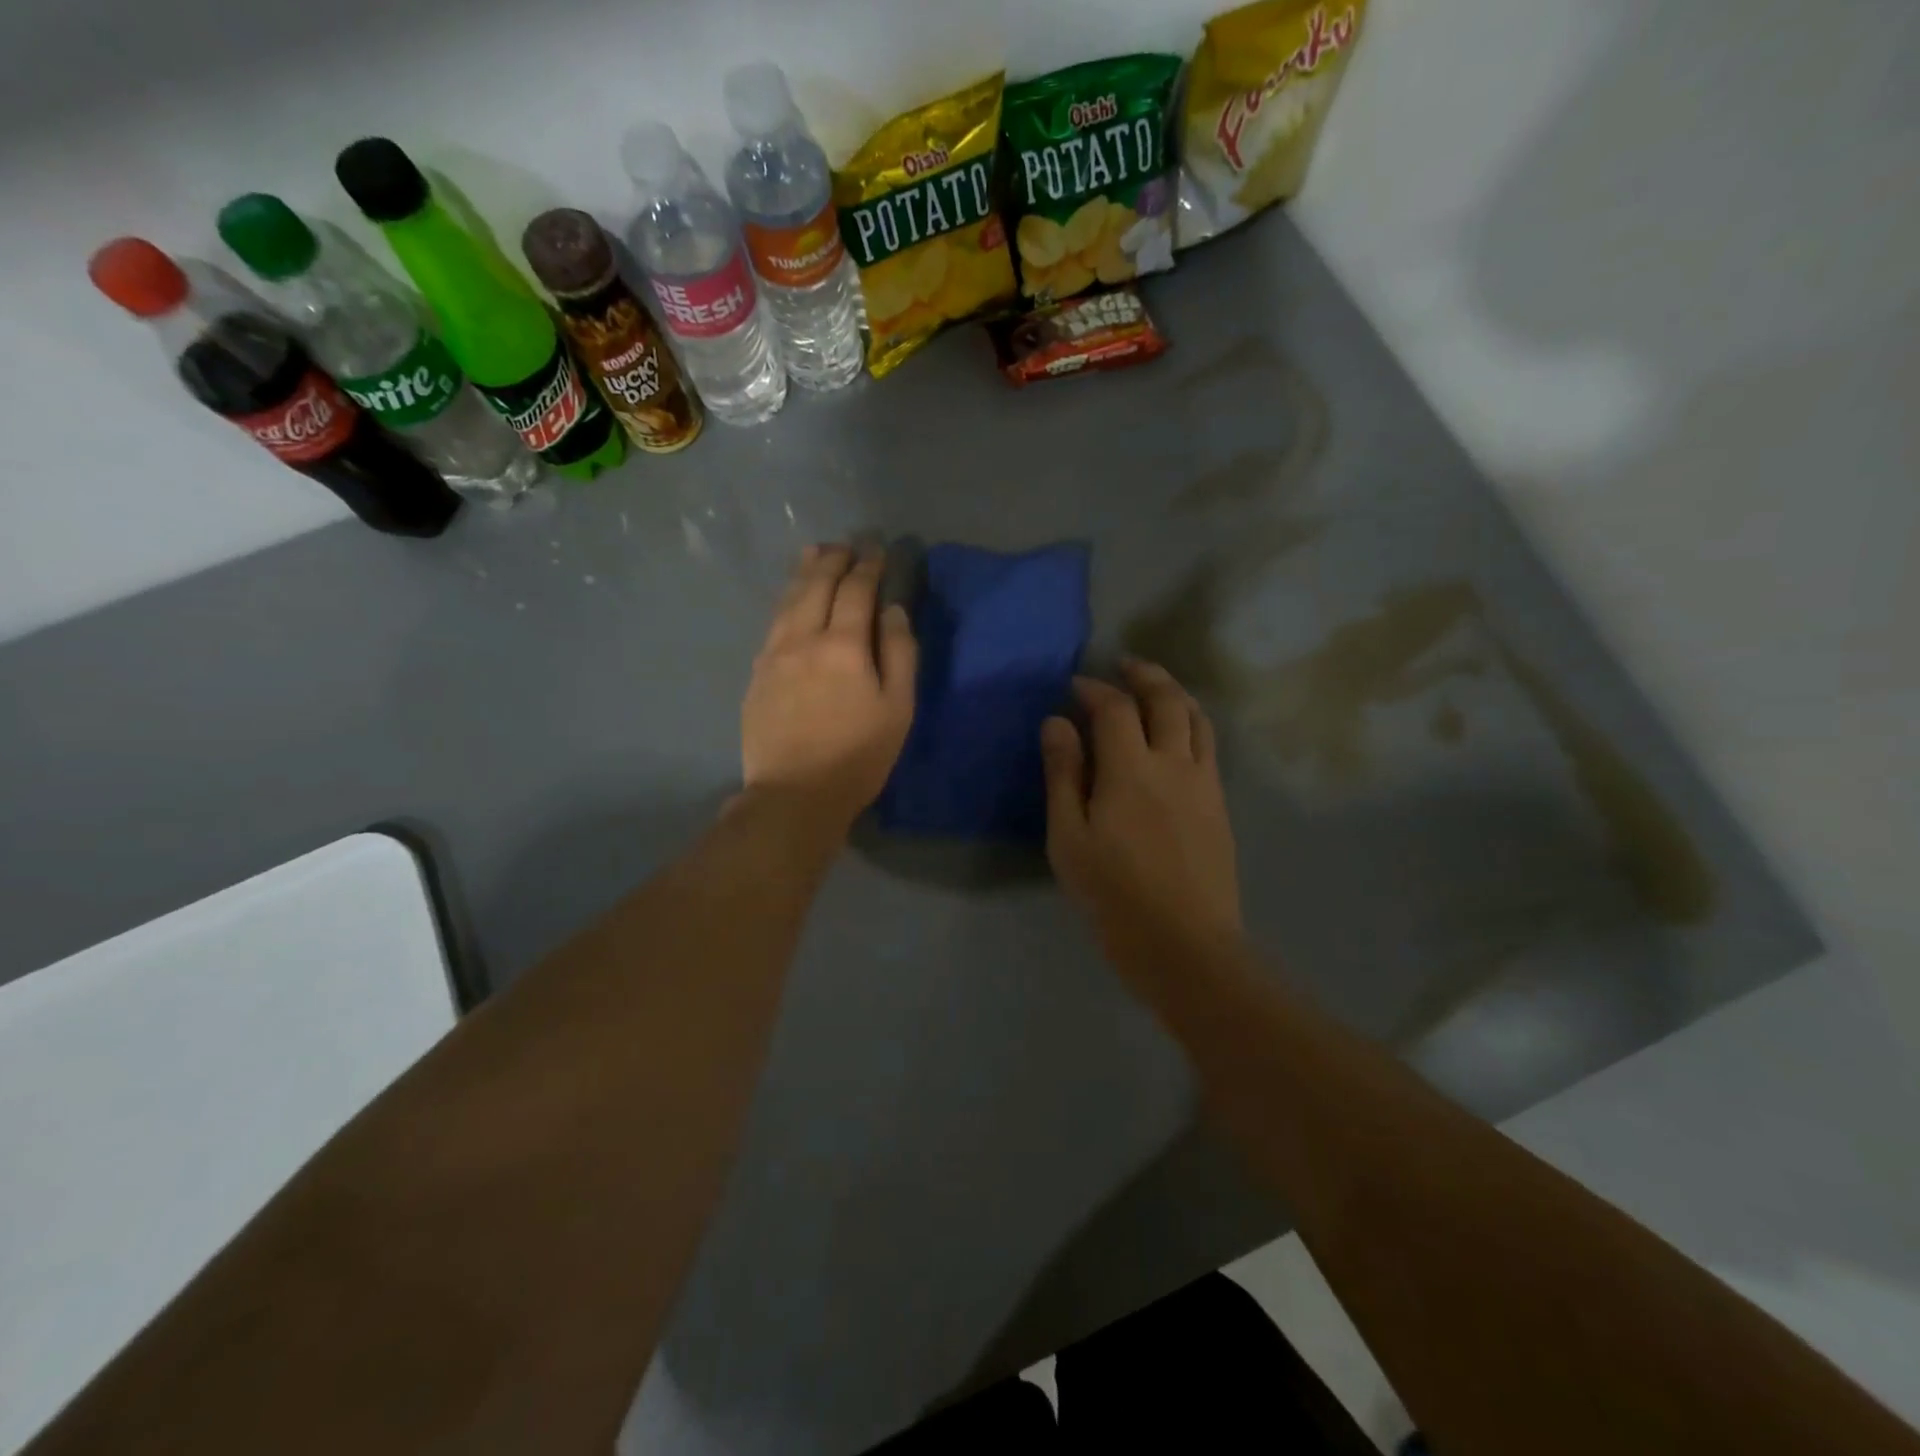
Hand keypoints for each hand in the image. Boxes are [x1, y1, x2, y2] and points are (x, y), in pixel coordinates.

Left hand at [740, 544, 916, 831]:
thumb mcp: (897, 708)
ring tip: (814, 552)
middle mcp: (803, 638)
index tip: (876, 548)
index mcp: (843, 645)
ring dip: (804, 572)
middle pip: (817, 585)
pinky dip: (785, 600)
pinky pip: (773, 622)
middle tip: (846, 544)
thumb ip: (899, 653)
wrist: (794, 794)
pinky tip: (790, 599)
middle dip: (834, 559)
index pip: (856, 590)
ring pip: (788, 599)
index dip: (868, 565)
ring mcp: (774, 654)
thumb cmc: (858, 756)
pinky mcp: (757, 673)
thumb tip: (893, 611)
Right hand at [1042, 660, 1241, 960]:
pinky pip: (1209, 747)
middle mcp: (1174, 763)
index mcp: (1130, 770)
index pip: (1115, 708)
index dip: (1095, 689)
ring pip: (1197, 718)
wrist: (1184, 945)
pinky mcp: (1220, 805)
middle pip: (1167, 700)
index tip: (1077, 685)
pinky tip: (1179, 734)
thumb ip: (1063, 775)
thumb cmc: (1113, 895)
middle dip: (1145, 675)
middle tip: (1125, 665)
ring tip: (1157, 687)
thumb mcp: (1069, 839)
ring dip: (1175, 693)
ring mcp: (1204, 783)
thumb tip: (1057, 723)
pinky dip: (1192, 724)